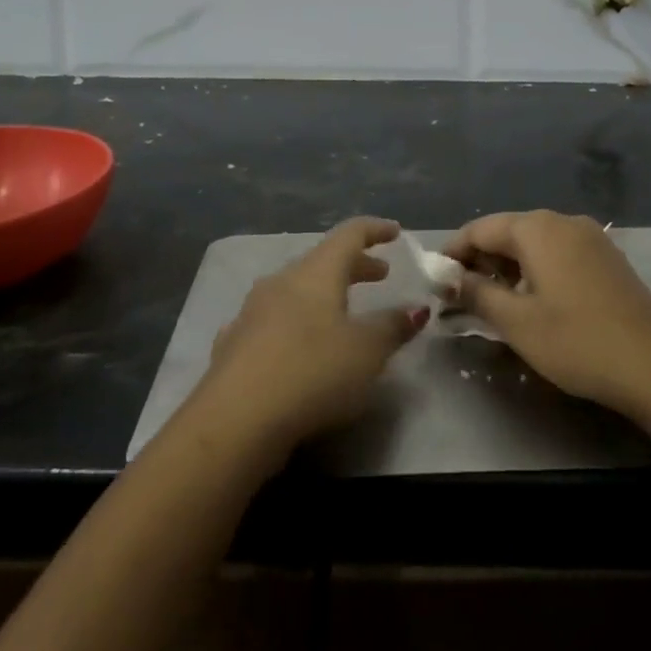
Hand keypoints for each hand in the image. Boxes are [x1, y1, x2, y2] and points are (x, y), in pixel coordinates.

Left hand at [195, 217, 426, 454]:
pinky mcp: (234, 343)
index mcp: (316, 272)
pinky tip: (298, 343)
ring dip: (324, 295)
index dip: (375, 230)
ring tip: (343, 312)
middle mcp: (281, 281)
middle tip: (381, 275)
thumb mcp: (367, 351)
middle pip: (322, 261)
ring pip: (296, 290)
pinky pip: (273, 320)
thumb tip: (416, 308)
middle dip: (355, 266)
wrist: (235, 419)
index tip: (395, 232)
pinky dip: (297, 322)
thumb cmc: (312, 372)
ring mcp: (252, 311)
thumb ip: (393, 326)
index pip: (349, 235)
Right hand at [443, 210, 650, 419]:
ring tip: (493, 303)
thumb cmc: (578, 341)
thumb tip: (450, 279)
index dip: (453, 252)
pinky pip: (558, 253)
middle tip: (461, 297)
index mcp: (537, 228)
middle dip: (481, 261)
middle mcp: (563, 221)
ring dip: (508, 267)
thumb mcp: (517, 322)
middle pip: (507, 232)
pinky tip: (534, 301)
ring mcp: (590, 237)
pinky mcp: (607, 258)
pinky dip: (536, 270)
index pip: (480, 229)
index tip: (436, 281)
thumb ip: (477, 293)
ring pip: (534, 244)